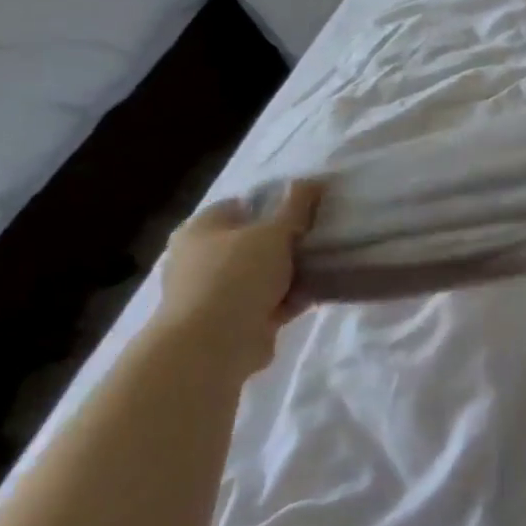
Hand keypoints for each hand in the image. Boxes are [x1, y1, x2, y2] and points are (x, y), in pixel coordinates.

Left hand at [151, 180, 321, 374]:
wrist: (213, 345)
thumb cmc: (237, 275)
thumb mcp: (274, 232)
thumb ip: (295, 207)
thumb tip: (311, 180)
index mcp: (200, 229)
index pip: (239, 205)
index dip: (273, 204)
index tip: (305, 209)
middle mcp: (201, 259)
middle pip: (252, 241)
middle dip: (285, 242)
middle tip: (318, 236)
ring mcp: (215, 293)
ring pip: (262, 274)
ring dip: (290, 273)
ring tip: (325, 263)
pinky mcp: (232, 322)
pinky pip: (268, 303)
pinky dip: (289, 299)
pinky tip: (317, 292)